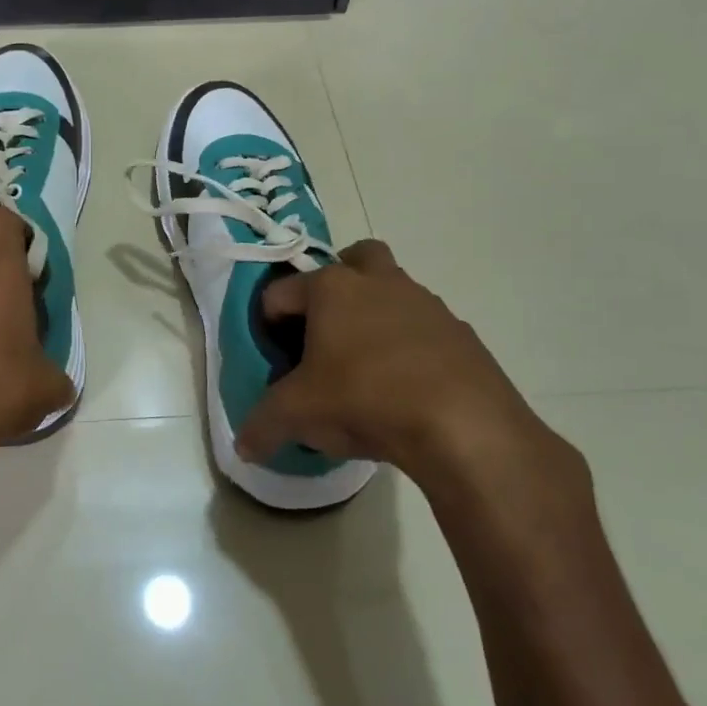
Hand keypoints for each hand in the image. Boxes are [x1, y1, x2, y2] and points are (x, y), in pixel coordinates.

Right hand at [235, 241, 570, 493]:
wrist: (463, 425)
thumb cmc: (364, 399)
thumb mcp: (298, 415)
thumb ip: (262, 425)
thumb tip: (243, 446)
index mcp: (331, 288)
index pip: (280, 292)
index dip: (268, 325)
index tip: (275, 360)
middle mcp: (378, 282)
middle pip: (353, 259)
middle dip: (336, 285)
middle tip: (326, 330)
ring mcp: (425, 303)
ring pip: (392, 292)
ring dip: (375, 316)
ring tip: (366, 368)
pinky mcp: (460, 333)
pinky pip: (425, 330)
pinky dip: (410, 348)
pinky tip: (405, 389)